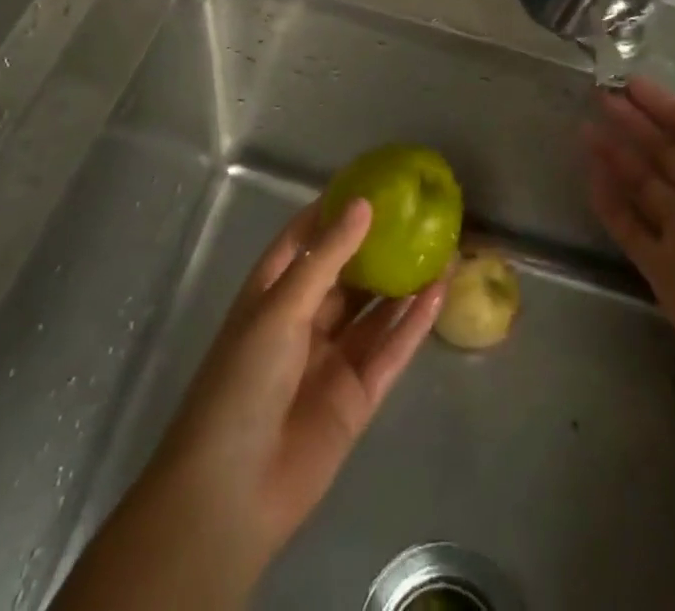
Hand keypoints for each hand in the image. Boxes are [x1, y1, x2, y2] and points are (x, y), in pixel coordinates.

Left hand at [59, 197, 445, 609]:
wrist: (233, 492)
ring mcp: (333, 357)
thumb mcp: (280, 308)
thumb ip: (327, 258)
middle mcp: (305, 319)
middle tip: (418, 213)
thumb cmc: (242, 381)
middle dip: (379, 244)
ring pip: (375, 309)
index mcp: (274, 292)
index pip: (306, 239)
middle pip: (348, 272)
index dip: (335, 210)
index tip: (371, 182)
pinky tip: (440, 291)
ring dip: (405, 281)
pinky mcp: (358, 395)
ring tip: (442, 245)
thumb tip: (363, 204)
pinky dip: (414, 322)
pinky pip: (391, 349)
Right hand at [584, 78, 674, 396]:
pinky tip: (590, 175)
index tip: (629, 82)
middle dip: (635, 123)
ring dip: (616, 155)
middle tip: (600, 97)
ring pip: (643, 184)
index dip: (665, 104)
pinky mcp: (661, 269)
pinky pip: (628, 225)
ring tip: (585, 128)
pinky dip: (609, 201)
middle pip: (665, 152)